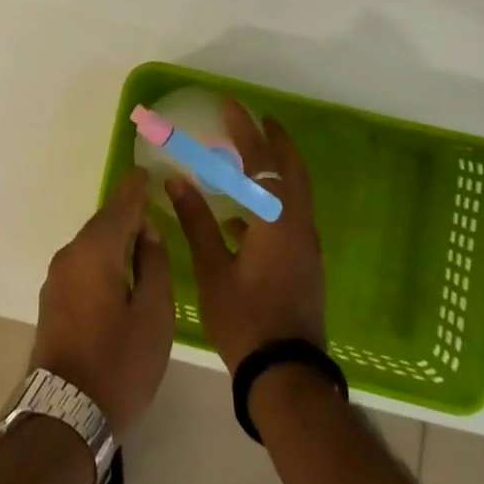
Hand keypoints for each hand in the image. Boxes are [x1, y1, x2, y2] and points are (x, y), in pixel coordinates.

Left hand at [30, 168, 174, 433]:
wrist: (65, 415)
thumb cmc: (119, 364)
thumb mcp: (154, 316)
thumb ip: (154, 265)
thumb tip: (147, 232)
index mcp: (96, 250)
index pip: (120, 205)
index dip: (136, 187)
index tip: (147, 170)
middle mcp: (71, 254)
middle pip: (104, 223)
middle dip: (128, 215)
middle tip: (154, 209)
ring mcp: (57, 277)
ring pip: (92, 245)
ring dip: (115, 240)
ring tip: (143, 244)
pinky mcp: (52, 299)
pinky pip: (83, 264)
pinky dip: (103, 260)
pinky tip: (120, 274)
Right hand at [169, 98, 325, 371]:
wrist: (286, 377)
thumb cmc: (245, 320)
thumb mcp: (213, 270)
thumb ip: (196, 221)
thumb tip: (177, 180)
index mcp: (276, 222)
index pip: (262, 162)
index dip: (245, 131)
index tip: (231, 106)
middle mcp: (298, 227)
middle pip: (291, 171)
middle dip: (276, 142)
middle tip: (259, 119)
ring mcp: (306, 247)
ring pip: (293, 194)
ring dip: (275, 170)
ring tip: (249, 158)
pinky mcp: (305, 265)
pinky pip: (289, 217)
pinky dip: (271, 202)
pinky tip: (242, 216)